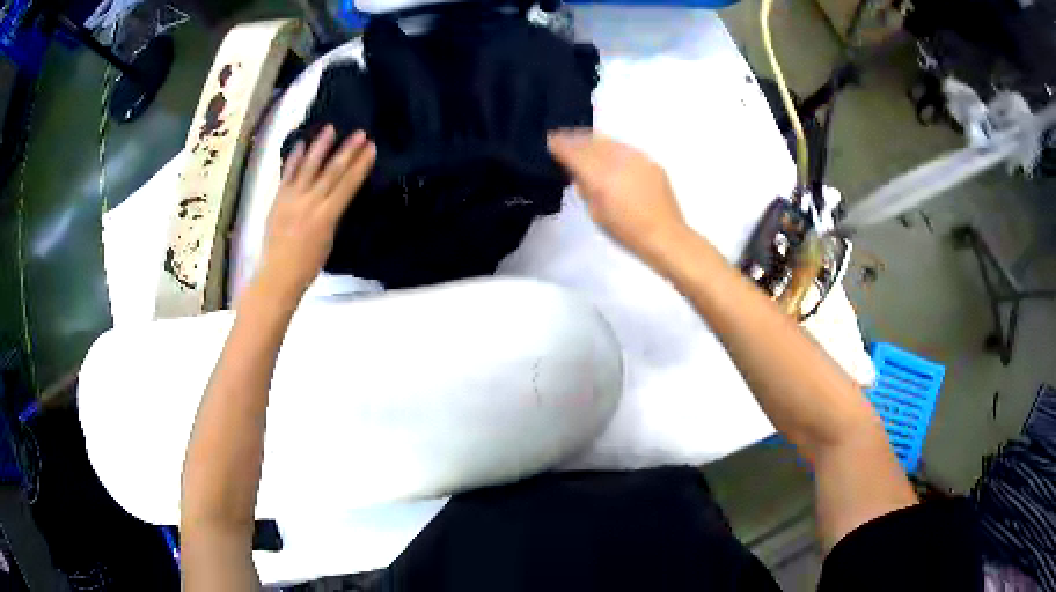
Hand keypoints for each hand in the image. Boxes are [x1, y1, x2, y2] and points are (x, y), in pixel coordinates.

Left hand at [256, 125, 375, 301]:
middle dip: (347, 151)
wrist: (277, 275)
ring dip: (320, 147)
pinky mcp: (278, 200)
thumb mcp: (329, 241)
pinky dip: (294, 159)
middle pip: (331, 172)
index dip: (360, 166)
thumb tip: (337, 196)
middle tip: (360, 134)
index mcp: (326, 217)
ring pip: (308, 168)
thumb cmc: (308, 266)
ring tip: (330, 129)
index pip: (347, 185)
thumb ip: (332, 216)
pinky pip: (287, 175)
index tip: (371, 148)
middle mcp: (310, 203)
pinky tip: (301, 144)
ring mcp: (292, 199)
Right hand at [548, 130, 688, 262]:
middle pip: (590, 141)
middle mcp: (617, 160)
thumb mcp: (596, 213)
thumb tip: (579, 174)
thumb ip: (585, 189)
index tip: (550, 142)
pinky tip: (609, 154)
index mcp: (600, 176)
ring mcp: (636, 158)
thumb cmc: (626, 232)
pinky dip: (612, 148)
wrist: (665, 235)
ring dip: (593, 140)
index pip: (574, 152)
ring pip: (608, 141)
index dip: (559, 145)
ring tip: (583, 143)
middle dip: (575, 139)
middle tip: (563, 140)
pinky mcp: (650, 161)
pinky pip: (625, 148)